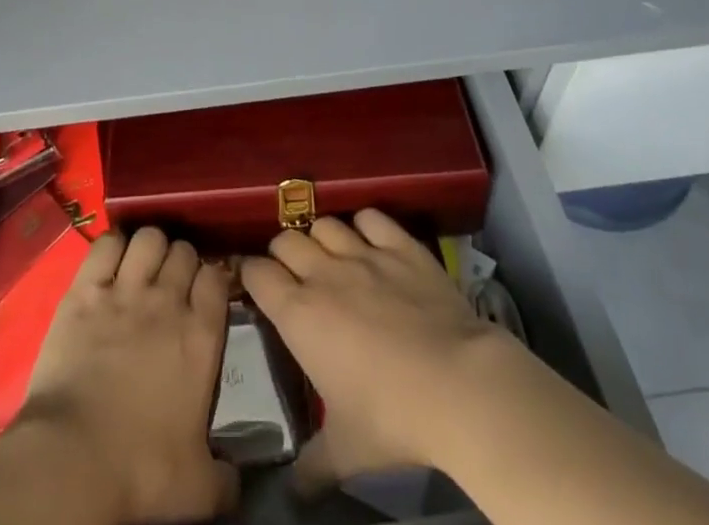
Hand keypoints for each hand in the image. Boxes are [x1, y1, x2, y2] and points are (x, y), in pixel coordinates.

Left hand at [18, 227, 236, 523]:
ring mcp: (124, 289)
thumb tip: (237, 479)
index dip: (212, 279)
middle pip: (183, 250)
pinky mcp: (85, 289)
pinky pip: (106, 244)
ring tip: (143, 267)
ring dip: (150, 247)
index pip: (216, 277)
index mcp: (201, 335)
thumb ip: (226, 477)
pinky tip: (111, 260)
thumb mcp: (198, 488)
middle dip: (181, 261)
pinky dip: (112, 245)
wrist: (73, 462)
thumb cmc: (141, 472)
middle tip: (171, 285)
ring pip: (149, 237)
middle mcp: (167, 300)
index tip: (206, 293)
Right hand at [241, 211, 512, 492]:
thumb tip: (291, 491)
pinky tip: (371, 240)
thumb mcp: (345, 452)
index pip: (256, 273)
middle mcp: (323, 273)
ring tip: (329, 255)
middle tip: (293, 274)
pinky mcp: (400, 245)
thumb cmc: (391, 418)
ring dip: (321, 236)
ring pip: (325, 223)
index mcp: (299, 314)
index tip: (255, 285)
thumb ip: (312, 465)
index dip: (251, 275)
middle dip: (283, 253)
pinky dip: (365, 225)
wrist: (458, 385)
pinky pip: (371, 217)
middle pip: (286, 239)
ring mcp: (363, 253)